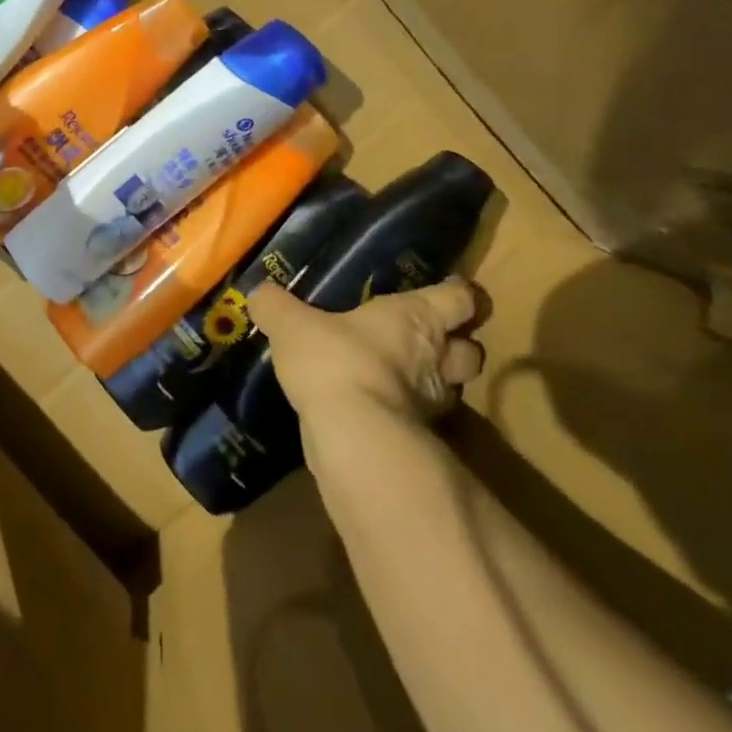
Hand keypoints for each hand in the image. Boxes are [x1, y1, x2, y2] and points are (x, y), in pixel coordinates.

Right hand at [253, 277, 484, 432]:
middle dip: (456, 345)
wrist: (353, 435)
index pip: (463, 299)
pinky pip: (423, 421)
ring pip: (454, 389)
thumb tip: (259, 293)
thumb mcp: (291, 324)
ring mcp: (433, 403)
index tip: (449, 292)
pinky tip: (379, 409)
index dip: (460, 294)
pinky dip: (409, 415)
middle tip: (426, 340)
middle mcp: (436, 357)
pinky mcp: (421, 440)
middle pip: (472, 349)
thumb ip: (275, 306)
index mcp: (417, 317)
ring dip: (436, 383)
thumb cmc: (334, 360)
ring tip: (402, 377)